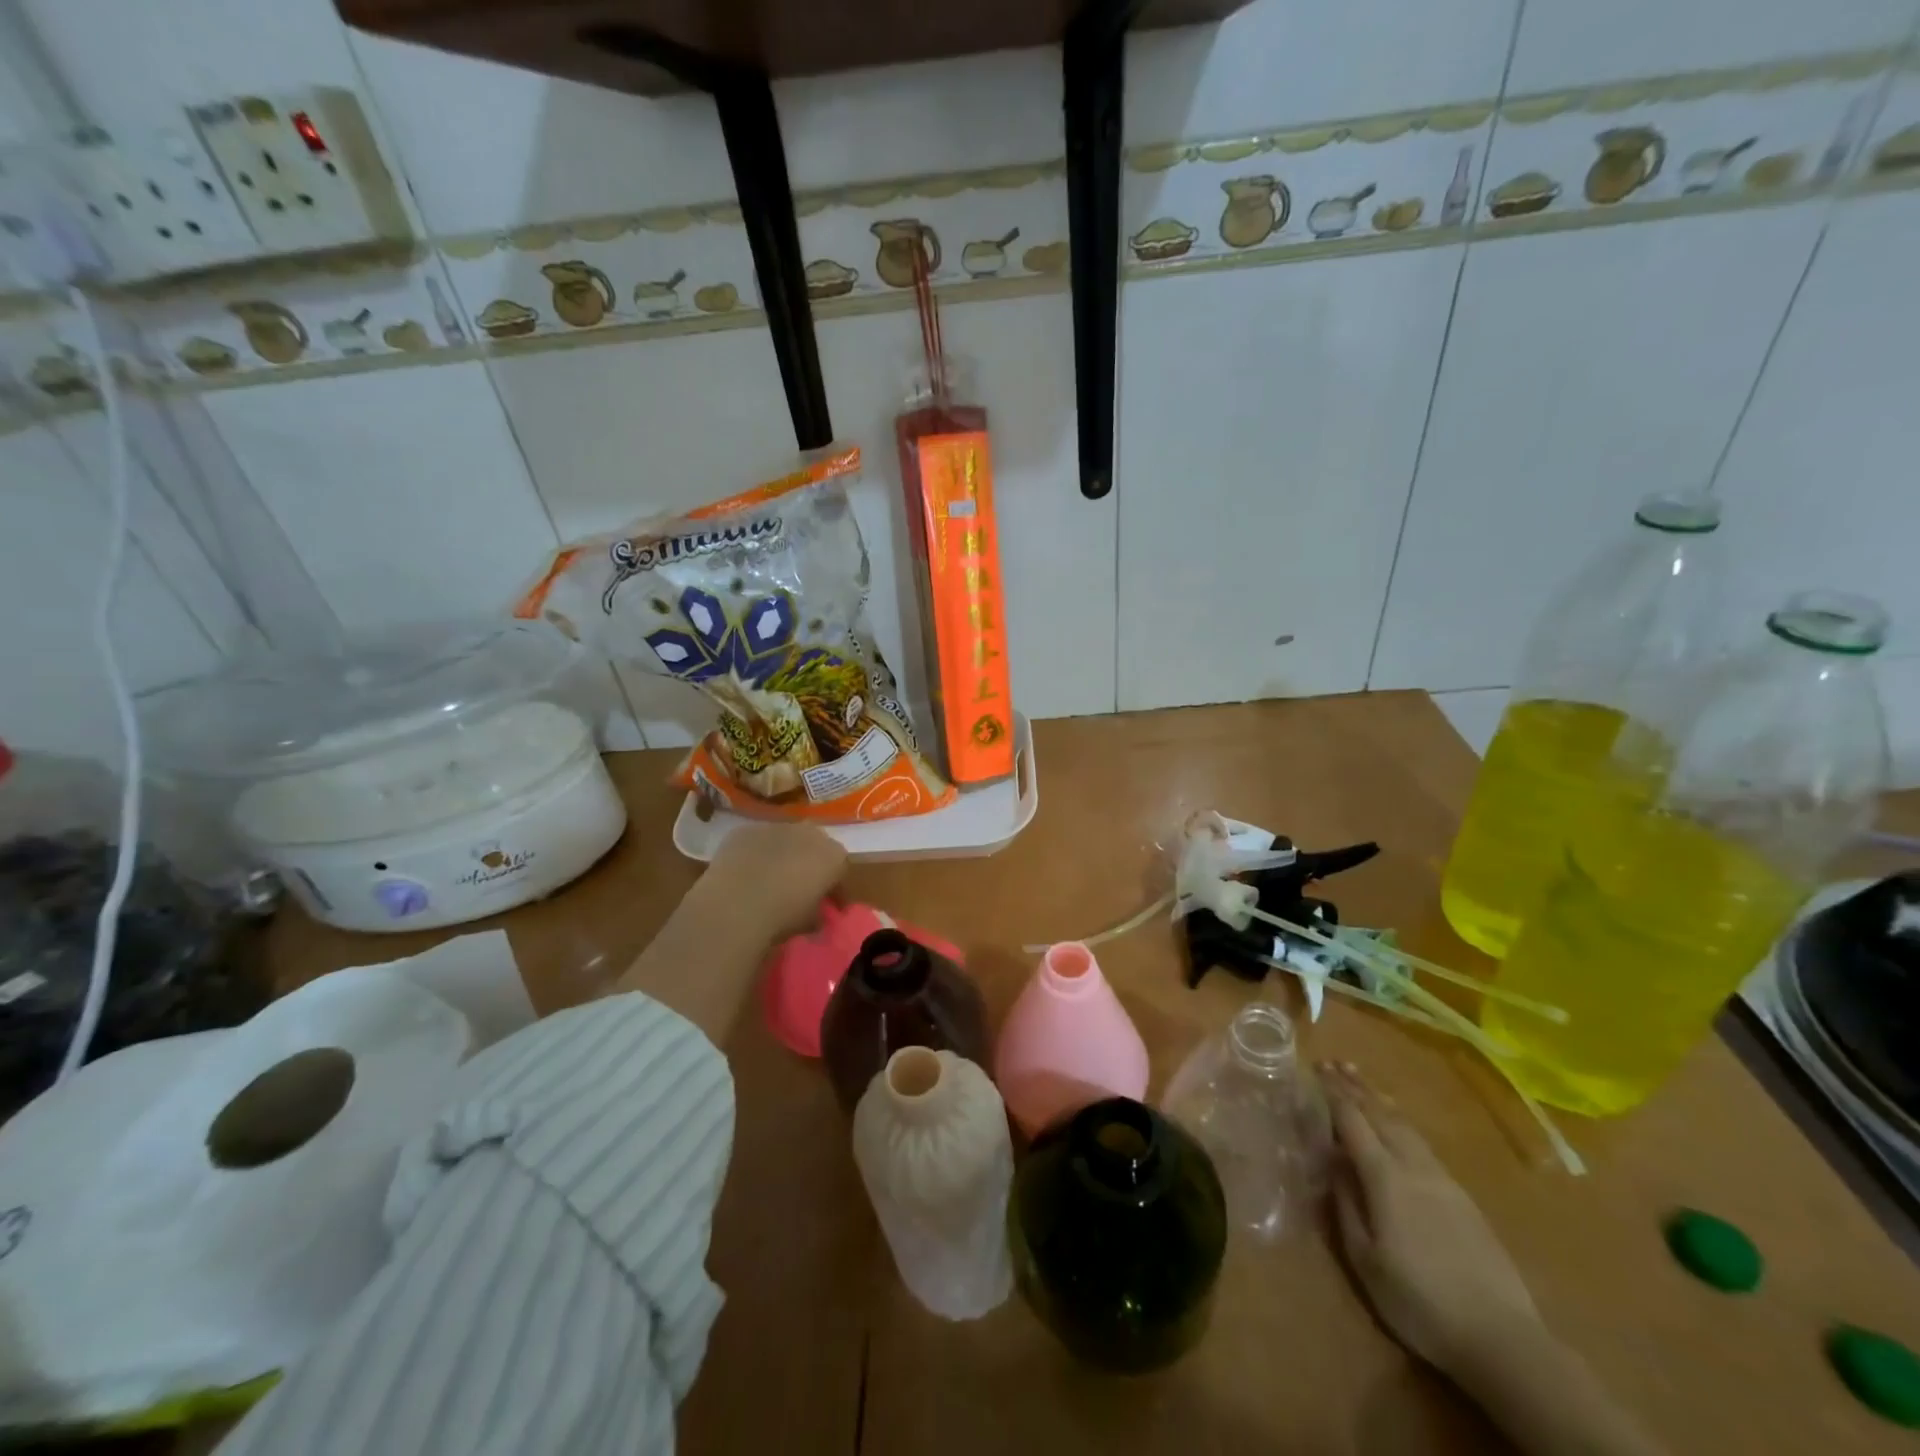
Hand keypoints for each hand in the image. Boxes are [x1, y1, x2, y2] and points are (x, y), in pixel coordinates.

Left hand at [700, 822, 848, 944]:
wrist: (736, 904)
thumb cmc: (783, 915)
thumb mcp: (810, 922)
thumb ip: (818, 913)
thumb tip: (816, 915)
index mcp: (834, 856)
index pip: (840, 871)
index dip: (835, 891)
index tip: (830, 907)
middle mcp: (809, 833)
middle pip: (814, 847)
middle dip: (810, 865)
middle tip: (799, 888)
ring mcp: (776, 827)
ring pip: (784, 840)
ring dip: (782, 856)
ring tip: (769, 879)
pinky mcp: (746, 830)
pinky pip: (755, 842)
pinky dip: (754, 854)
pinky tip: (744, 873)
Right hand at [1321, 1061, 1541, 1377]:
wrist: (1503, 1340)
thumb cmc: (1420, 1302)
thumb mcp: (1365, 1260)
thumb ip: (1346, 1205)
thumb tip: (1332, 1163)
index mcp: (1385, 1178)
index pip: (1352, 1121)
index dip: (1332, 1093)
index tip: (1315, 1069)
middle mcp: (1413, 1167)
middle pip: (1381, 1114)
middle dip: (1355, 1086)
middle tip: (1334, 1062)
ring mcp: (1443, 1180)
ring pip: (1405, 1126)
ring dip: (1380, 1099)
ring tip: (1362, 1080)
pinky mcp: (1464, 1197)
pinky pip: (1423, 1143)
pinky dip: (1401, 1122)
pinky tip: (1398, 1125)